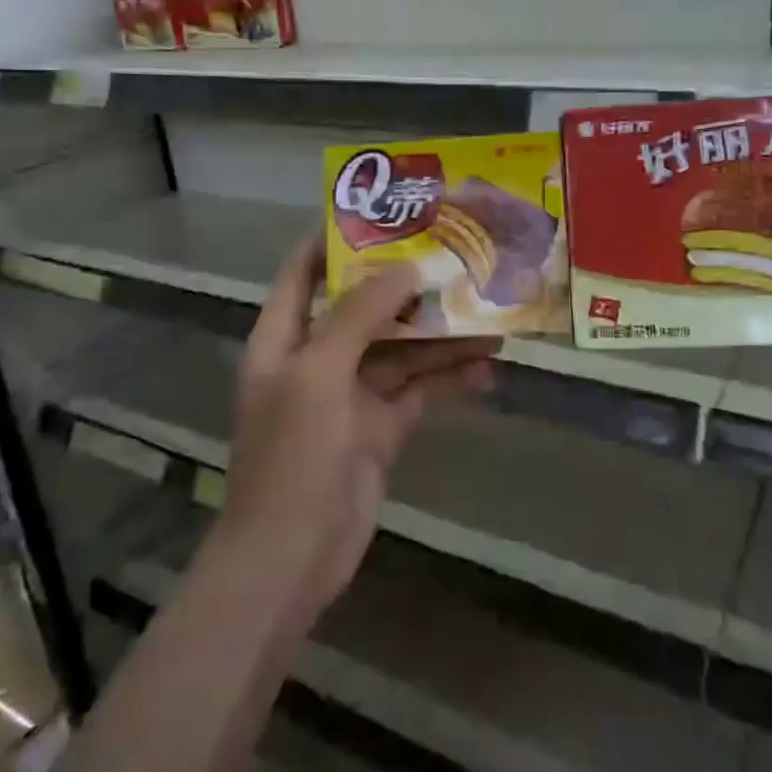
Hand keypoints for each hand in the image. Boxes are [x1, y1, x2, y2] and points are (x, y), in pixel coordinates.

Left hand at [219, 235, 499, 626]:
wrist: (292, 558)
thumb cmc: (292, 456)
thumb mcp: (320, 373)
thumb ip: (360, 316)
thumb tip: (404, 268)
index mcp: (284, 338)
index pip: (302, 272)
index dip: (335, 240)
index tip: (382, 214)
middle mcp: (316, 358)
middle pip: (362, 307)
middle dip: (404, 284)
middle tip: (453, 253)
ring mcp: (350, 394)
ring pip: (399, 349)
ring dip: (438, 333)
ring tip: (487, 308)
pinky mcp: (380, 428)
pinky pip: (419, 390)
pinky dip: (449, 378)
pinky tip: (487, 367)